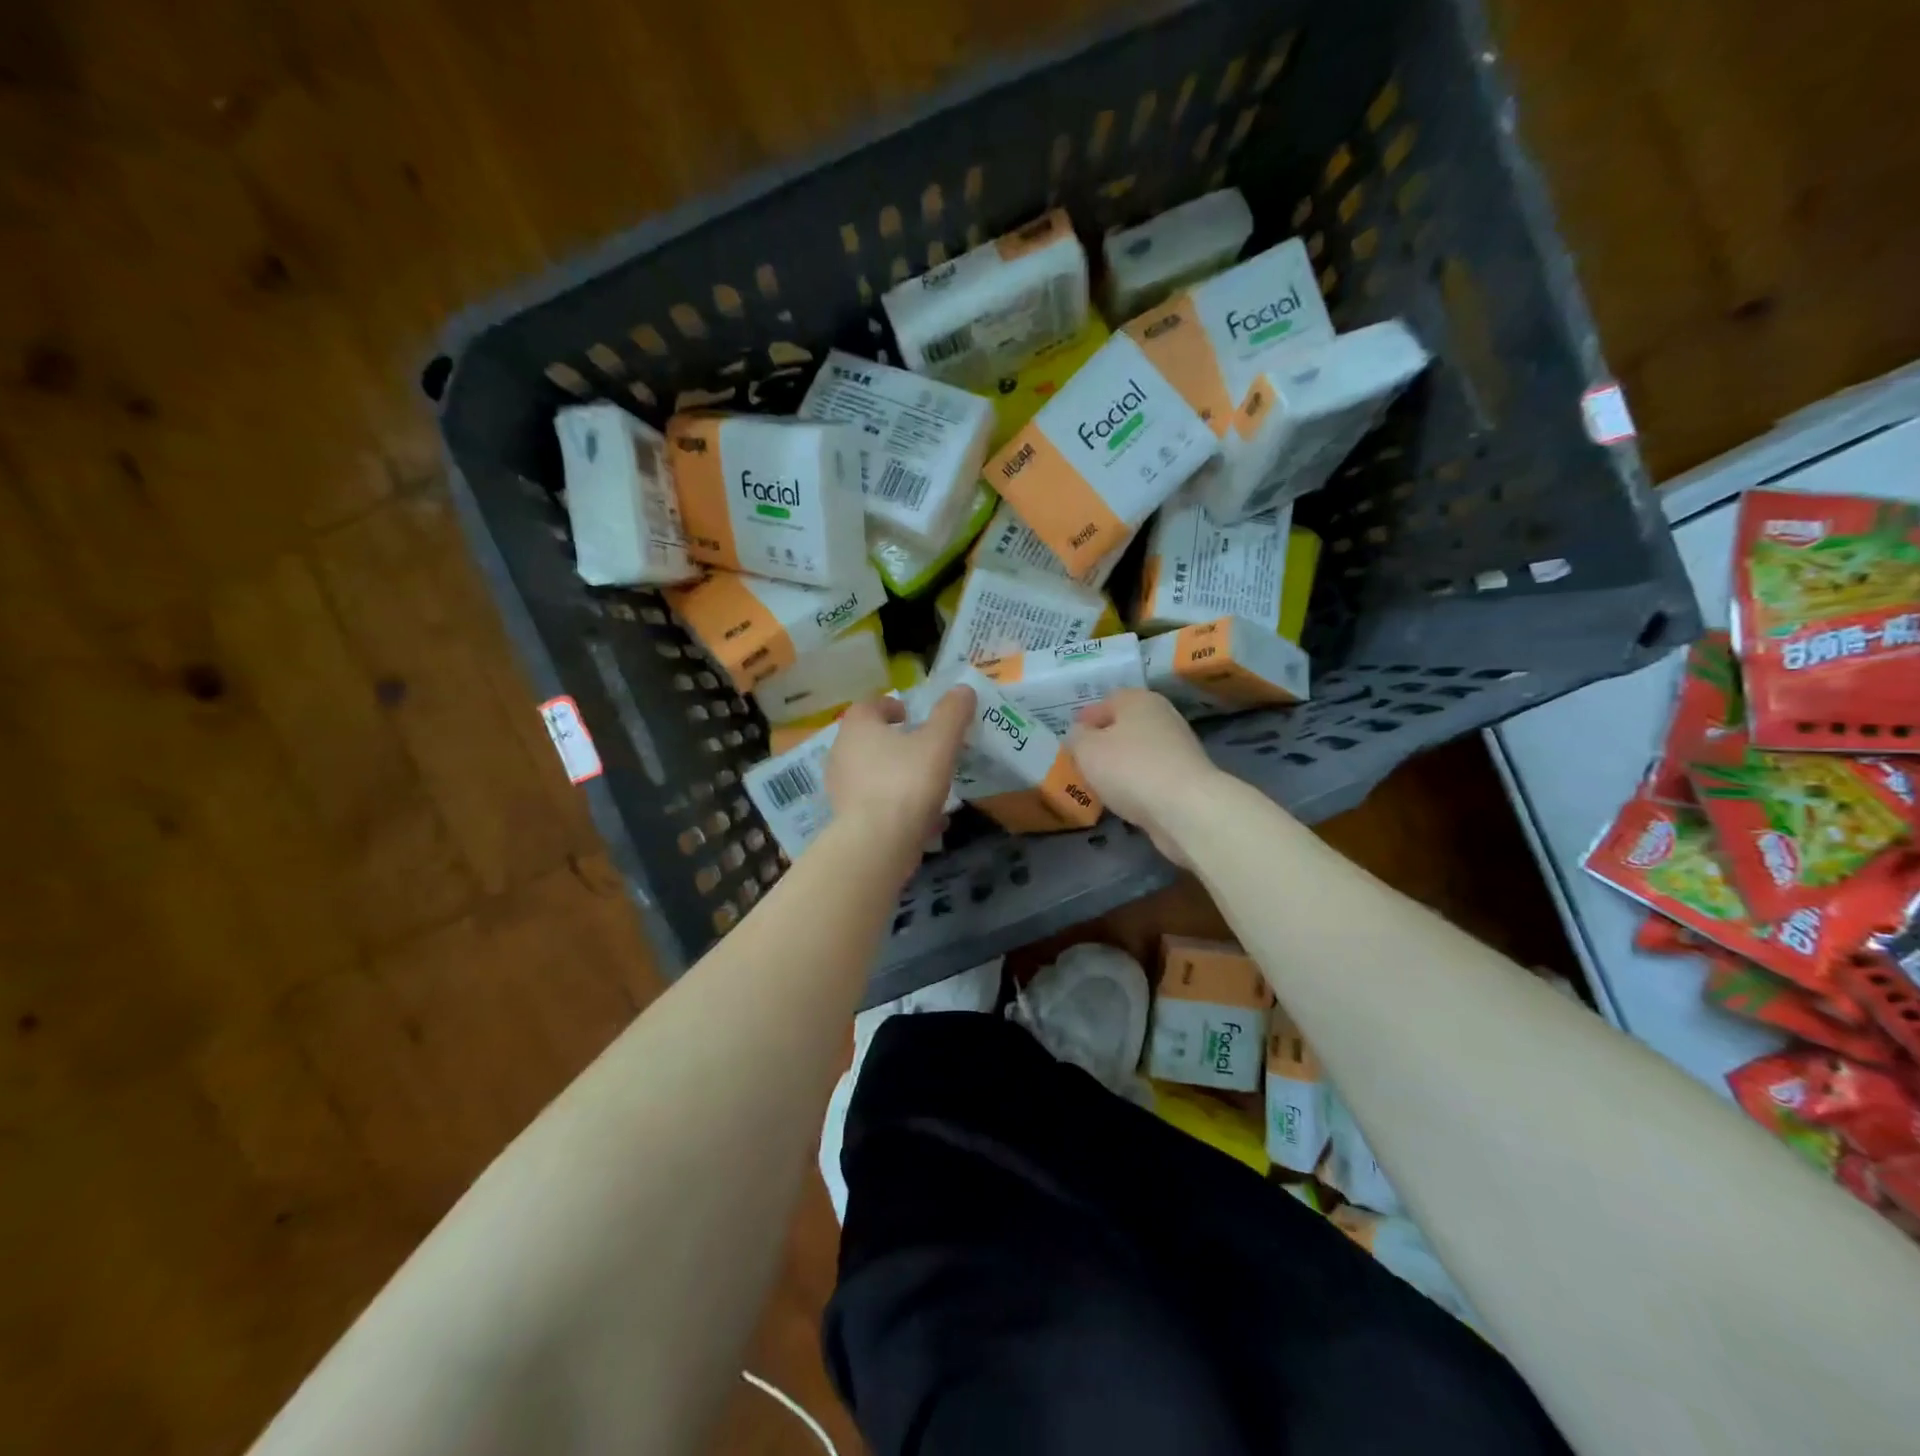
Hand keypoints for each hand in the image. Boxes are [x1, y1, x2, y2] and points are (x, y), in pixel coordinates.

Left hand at [826, 686, 973, 858]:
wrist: (877, 844)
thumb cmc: (906, 782)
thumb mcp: (939, 742)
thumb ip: (952, 714)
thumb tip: (964, 690)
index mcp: (857, 727)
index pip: (869, 705)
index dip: (891, 706)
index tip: (912, 715)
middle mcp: (842, 754)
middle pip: (870, 740)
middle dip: (897, 743)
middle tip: (925, 748)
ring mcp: (841, 789)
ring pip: (875, 775)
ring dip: (899, 776)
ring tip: (930, 786)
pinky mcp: (848, 820)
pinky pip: (877, 805)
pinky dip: (898, 807)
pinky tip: (926, 821)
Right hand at [1068, 690, 1226, 866]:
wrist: (1186, 808)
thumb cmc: (1129, 768)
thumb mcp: (1087, 749)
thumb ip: (1077, 737)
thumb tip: (1080, 734)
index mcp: (1138, 700)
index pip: (1106, 701)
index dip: (1086, 719)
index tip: (1071, 738)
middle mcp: (1162, 716)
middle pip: (1126, 725)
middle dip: (1105, 741)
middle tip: (1084, 760)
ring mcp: (1179, 747)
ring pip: (1140, 750)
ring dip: (1122, 763)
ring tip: (1101, 782)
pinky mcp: (1187, 777)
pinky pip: (1152, 774)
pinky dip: (1138, 782)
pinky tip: (1126, 797)